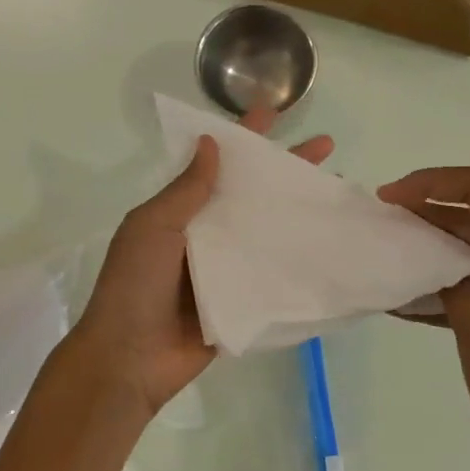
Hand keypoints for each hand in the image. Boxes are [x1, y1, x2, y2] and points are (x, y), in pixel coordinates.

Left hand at [73, 106, 332, 418]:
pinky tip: (330, 247)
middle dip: (286, 172)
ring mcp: (225, 269)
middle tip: (327, 150)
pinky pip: (271, 274)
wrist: (130, 360)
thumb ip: (185, 190)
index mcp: (180, 212)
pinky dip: (297, 260)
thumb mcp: (152, 227)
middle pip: (252, 195)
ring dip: (298, 213)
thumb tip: (212, 142)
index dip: (243, 138)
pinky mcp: (241, 301)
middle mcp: (206, 235)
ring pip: (267, 232)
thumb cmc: (135, 285)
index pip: (216, 165)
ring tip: (339, 194)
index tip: (273, 111)